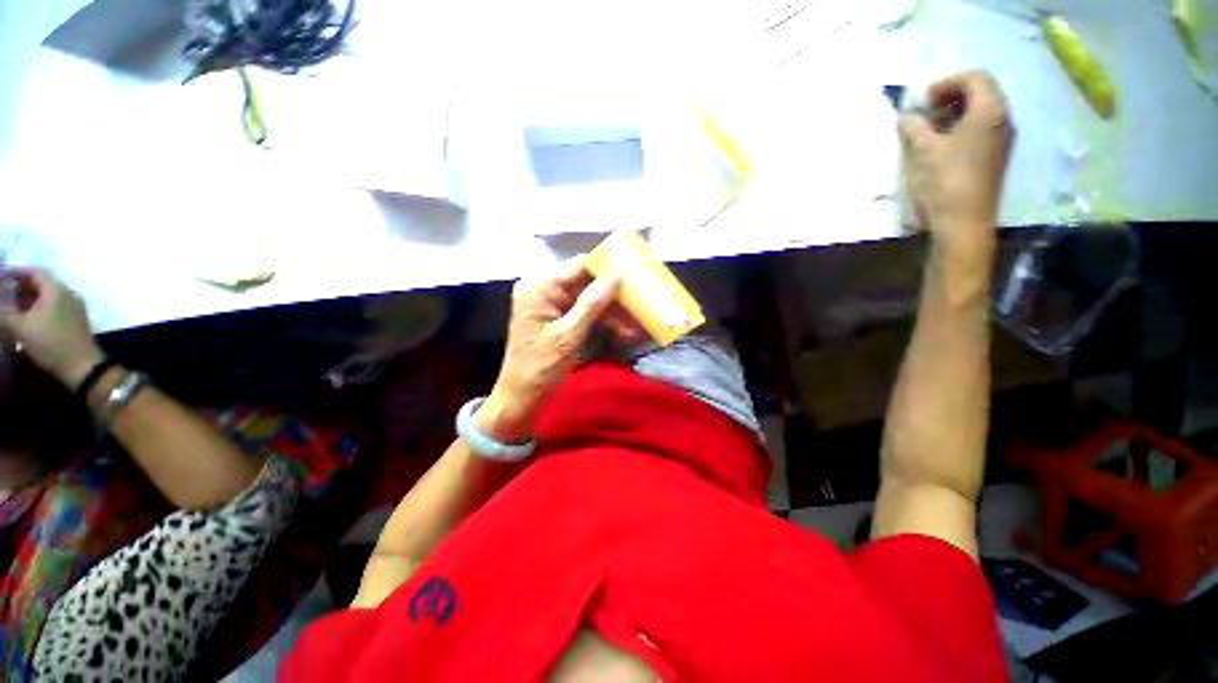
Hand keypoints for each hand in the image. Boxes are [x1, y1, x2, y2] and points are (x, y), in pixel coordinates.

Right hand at [0, 269, 102, 388]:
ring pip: (47, 298)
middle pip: (41, 285)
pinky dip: (38, 311)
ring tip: (10, 308)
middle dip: (20, 287)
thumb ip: (4, 313)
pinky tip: (26, 320)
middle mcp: (68, 295)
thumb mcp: (20, 327)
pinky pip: (53, 309)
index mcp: (57, 289)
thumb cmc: (50, 342)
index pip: (35, 272)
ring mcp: (74, 309)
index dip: (16, 272)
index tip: (1, 276)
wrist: (81, 365)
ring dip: (28, 301)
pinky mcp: (75, 322)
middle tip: (3, 294)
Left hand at [477, 259, 619, 443]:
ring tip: (636, 325)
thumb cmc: (540, 366)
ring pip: (592, 299)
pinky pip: (588, 313)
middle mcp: (546, 289)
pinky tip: (624, 332)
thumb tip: (618, 274)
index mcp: (540, 286)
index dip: (608, 269)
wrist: (522, 397)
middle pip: (588, 282)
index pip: (580, 266)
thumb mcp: (569, 335)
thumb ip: (593, 302)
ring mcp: (554, 304)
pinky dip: (605, 322)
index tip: (635, 276)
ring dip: (613, 312)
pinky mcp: (561, 318)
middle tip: (640, 304)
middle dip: (615, 296)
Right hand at [899, 70, 1013, 250]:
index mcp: (990, 110)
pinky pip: (981, 130)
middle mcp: (1002, 119)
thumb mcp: (923, 151)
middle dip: (951, 95)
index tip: (922, 99)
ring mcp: (1001, 140)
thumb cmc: (945, 182)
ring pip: (981, 112)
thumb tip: (906, 116)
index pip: (975, 77)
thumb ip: (913, 127)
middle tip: (925, 111)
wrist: (963, 223)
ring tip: (929, 128)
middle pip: (981, 92)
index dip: (947, 82)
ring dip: (954, 113)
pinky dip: (961, 128)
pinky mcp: (994, 157)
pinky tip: (941, 144)